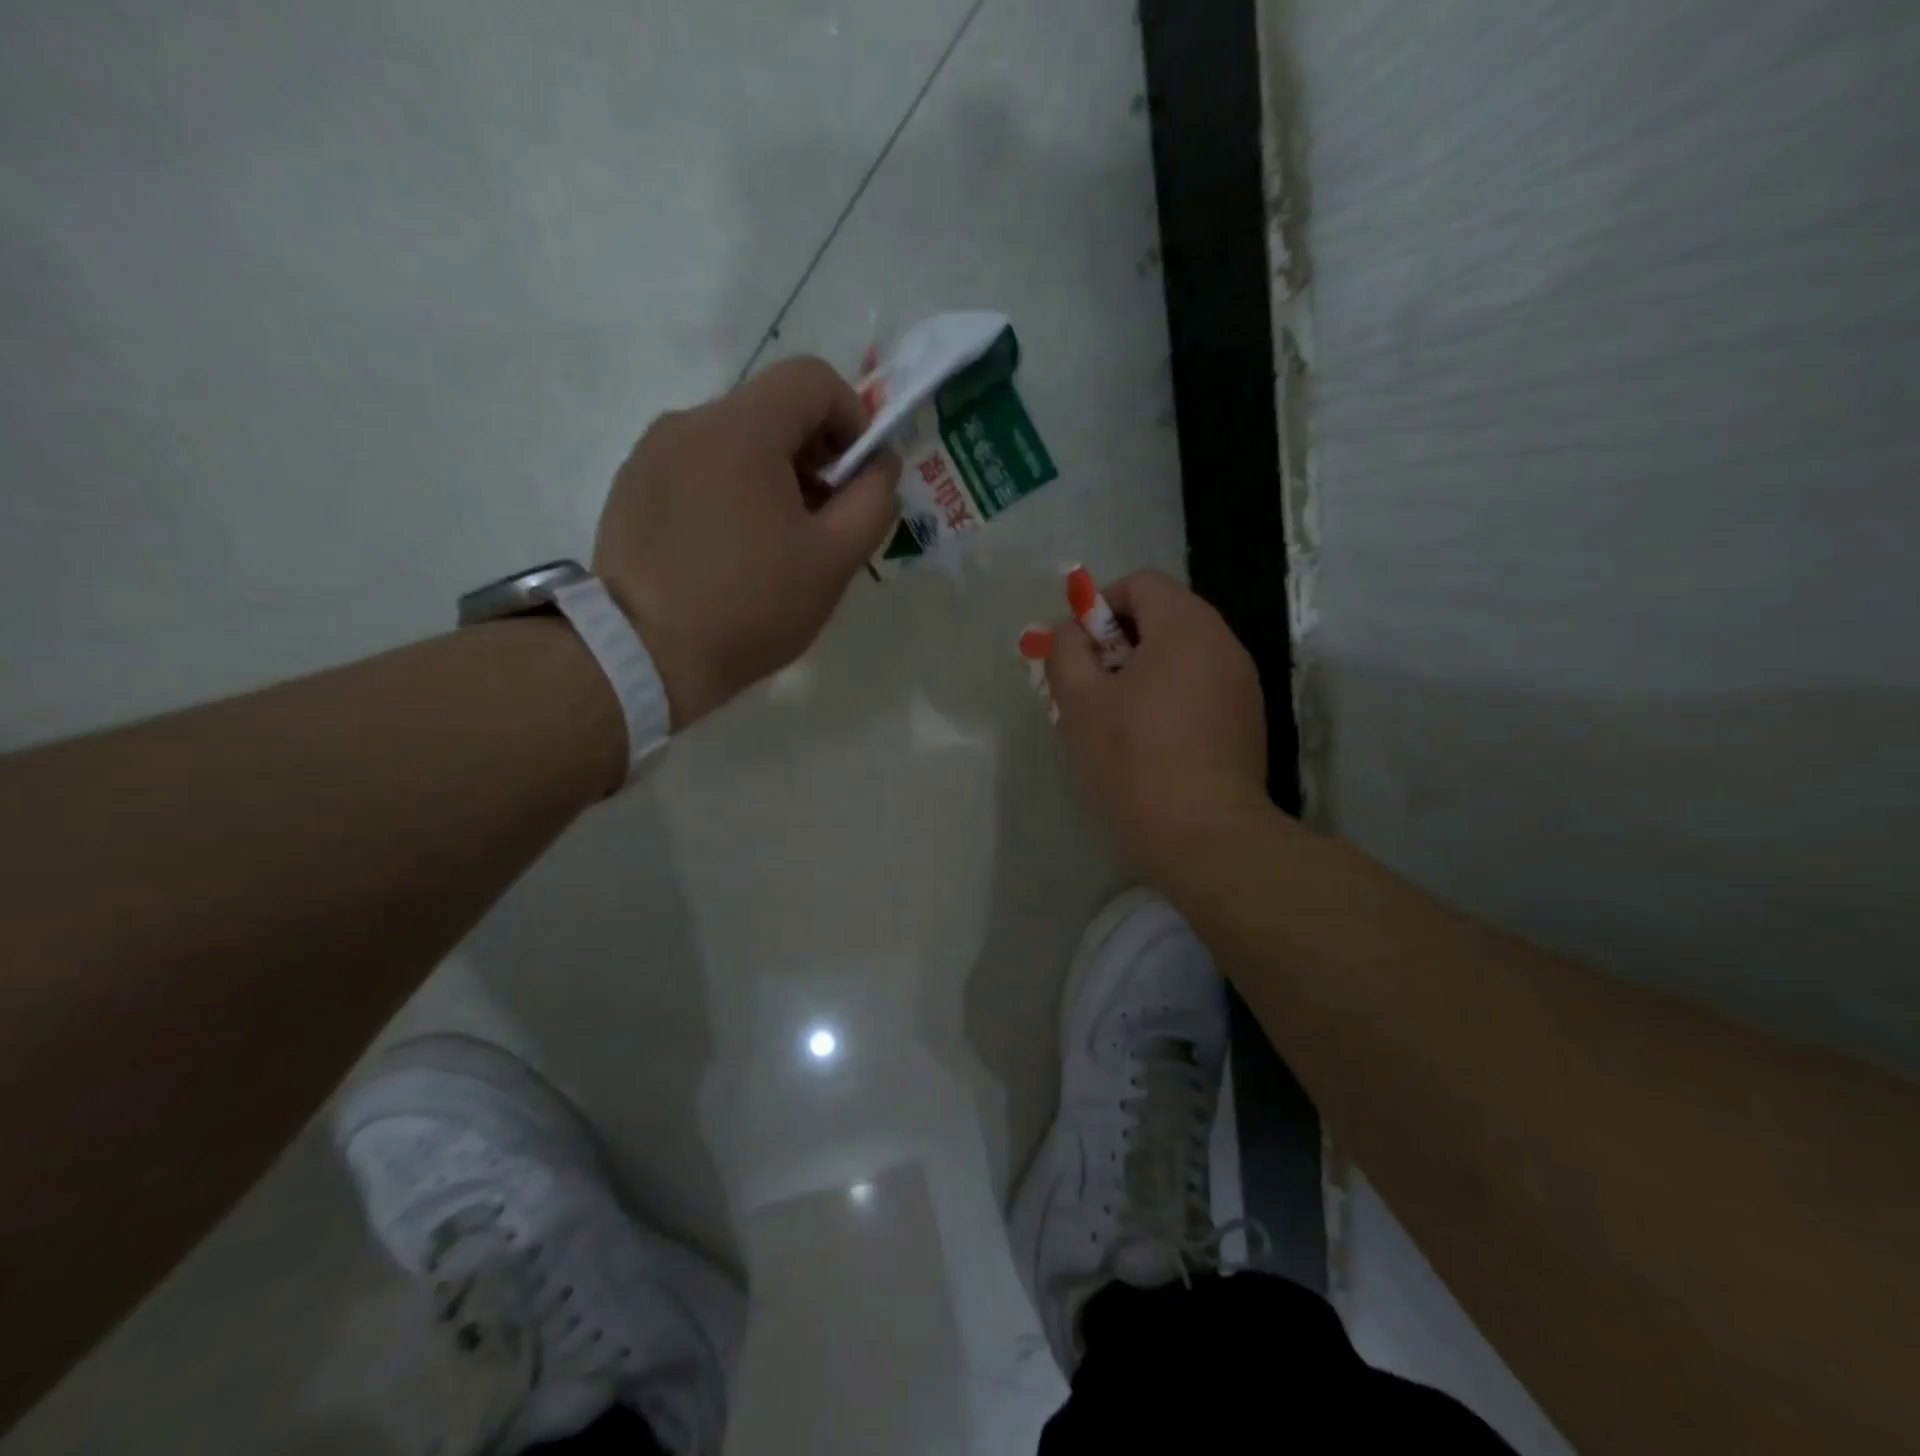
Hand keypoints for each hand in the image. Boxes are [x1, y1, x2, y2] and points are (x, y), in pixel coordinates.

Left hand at [592, 357, 901, 726]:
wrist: (642, 655)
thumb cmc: (750, 606)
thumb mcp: (833, 560)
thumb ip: (873, 501)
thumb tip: (880, 466)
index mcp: (743, 429)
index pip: (813, 379)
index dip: (853, 418)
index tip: (858, 477)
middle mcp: (690, 422)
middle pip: (772, 410)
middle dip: (814, 454)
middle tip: (825, 520)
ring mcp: (652, 453)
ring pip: (734, 441)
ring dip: (772, 476)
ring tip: (776, 543)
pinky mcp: (631, 486)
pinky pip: (697, 468)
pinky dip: (729, 492)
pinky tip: (730, 551)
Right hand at [1046, 571, 1268, 880]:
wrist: (1204, 834)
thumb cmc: (1134, 760)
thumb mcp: (1080, 703)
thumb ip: (1066, 652)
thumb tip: (1071, 633)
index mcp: (1186, 627)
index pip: (1141, 583)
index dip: (1101, 606)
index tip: (1080, 650)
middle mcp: (1223, 642)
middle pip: (1165, 614)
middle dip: (1120, 640)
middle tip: (1092, 683)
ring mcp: (1242, 681)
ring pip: (1184, 651)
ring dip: (1145, 668)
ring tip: (1118, 714)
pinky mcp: (1248, 717)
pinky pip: (1202, 683)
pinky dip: (1172, 692)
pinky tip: (1153, 738)